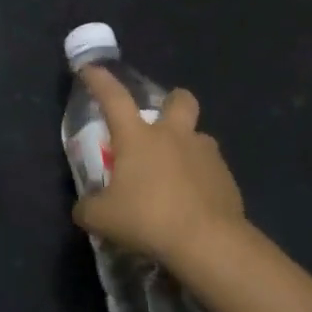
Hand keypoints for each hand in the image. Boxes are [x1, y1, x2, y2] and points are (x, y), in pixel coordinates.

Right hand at [73, 66, 248, 272]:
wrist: (208, 243)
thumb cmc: (148, 219)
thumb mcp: (101, 218)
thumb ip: (88, 208)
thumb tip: (84, 207)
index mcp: (138, 137)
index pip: (113, 98)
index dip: (100, 81)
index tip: (90, 69)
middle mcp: (174, 136)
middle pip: (179, 100)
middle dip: (171, 102)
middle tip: (160, 123)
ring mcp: (205, 155)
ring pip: (199, 137)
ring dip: (187, 148)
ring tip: (175, 174)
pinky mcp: (227, 179)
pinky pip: (211, 169)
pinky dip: (200, 179)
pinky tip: (193, 202)